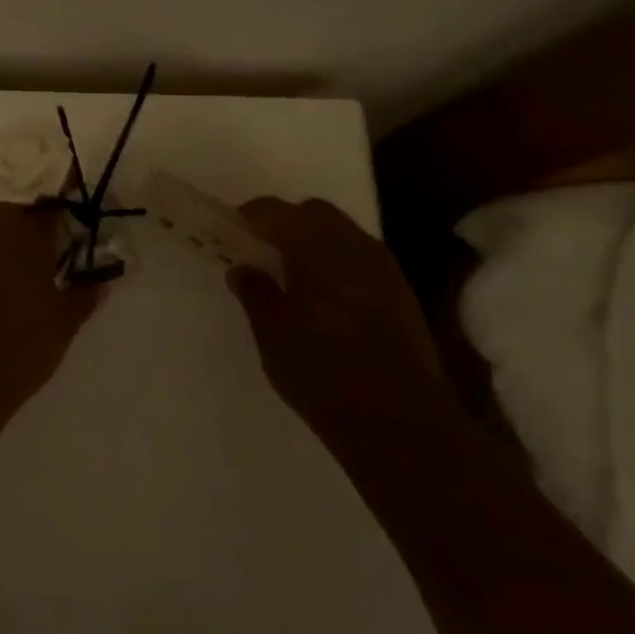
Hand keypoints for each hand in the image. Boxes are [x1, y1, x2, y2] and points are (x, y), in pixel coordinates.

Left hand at [0, 179, 105, 414]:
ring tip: (10, 237)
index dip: (65, 195)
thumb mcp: (63, 323)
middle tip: (42, 221)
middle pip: (7, 184)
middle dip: (26, 194)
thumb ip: (84, 295)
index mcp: (24, 227)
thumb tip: (100, 282)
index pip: (49, 192)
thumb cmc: (17, 345)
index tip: (75, 204)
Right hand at [225, 197, 440, 423]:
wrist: (399, 422)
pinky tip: (325, 296)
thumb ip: (255, 294)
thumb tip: (242, 270)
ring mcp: (383, 268)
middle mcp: (353, 246)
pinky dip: (339, 264)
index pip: (275, 211)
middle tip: (262, 249)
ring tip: (292, 274)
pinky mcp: (401, 294)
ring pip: (343, 234)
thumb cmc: (321, 371)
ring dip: (316, 243)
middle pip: (314, 213)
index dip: (251, 216)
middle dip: (286, 223)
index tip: (233, 231)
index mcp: (314, 247)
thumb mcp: (272, 333)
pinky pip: (362, 260)